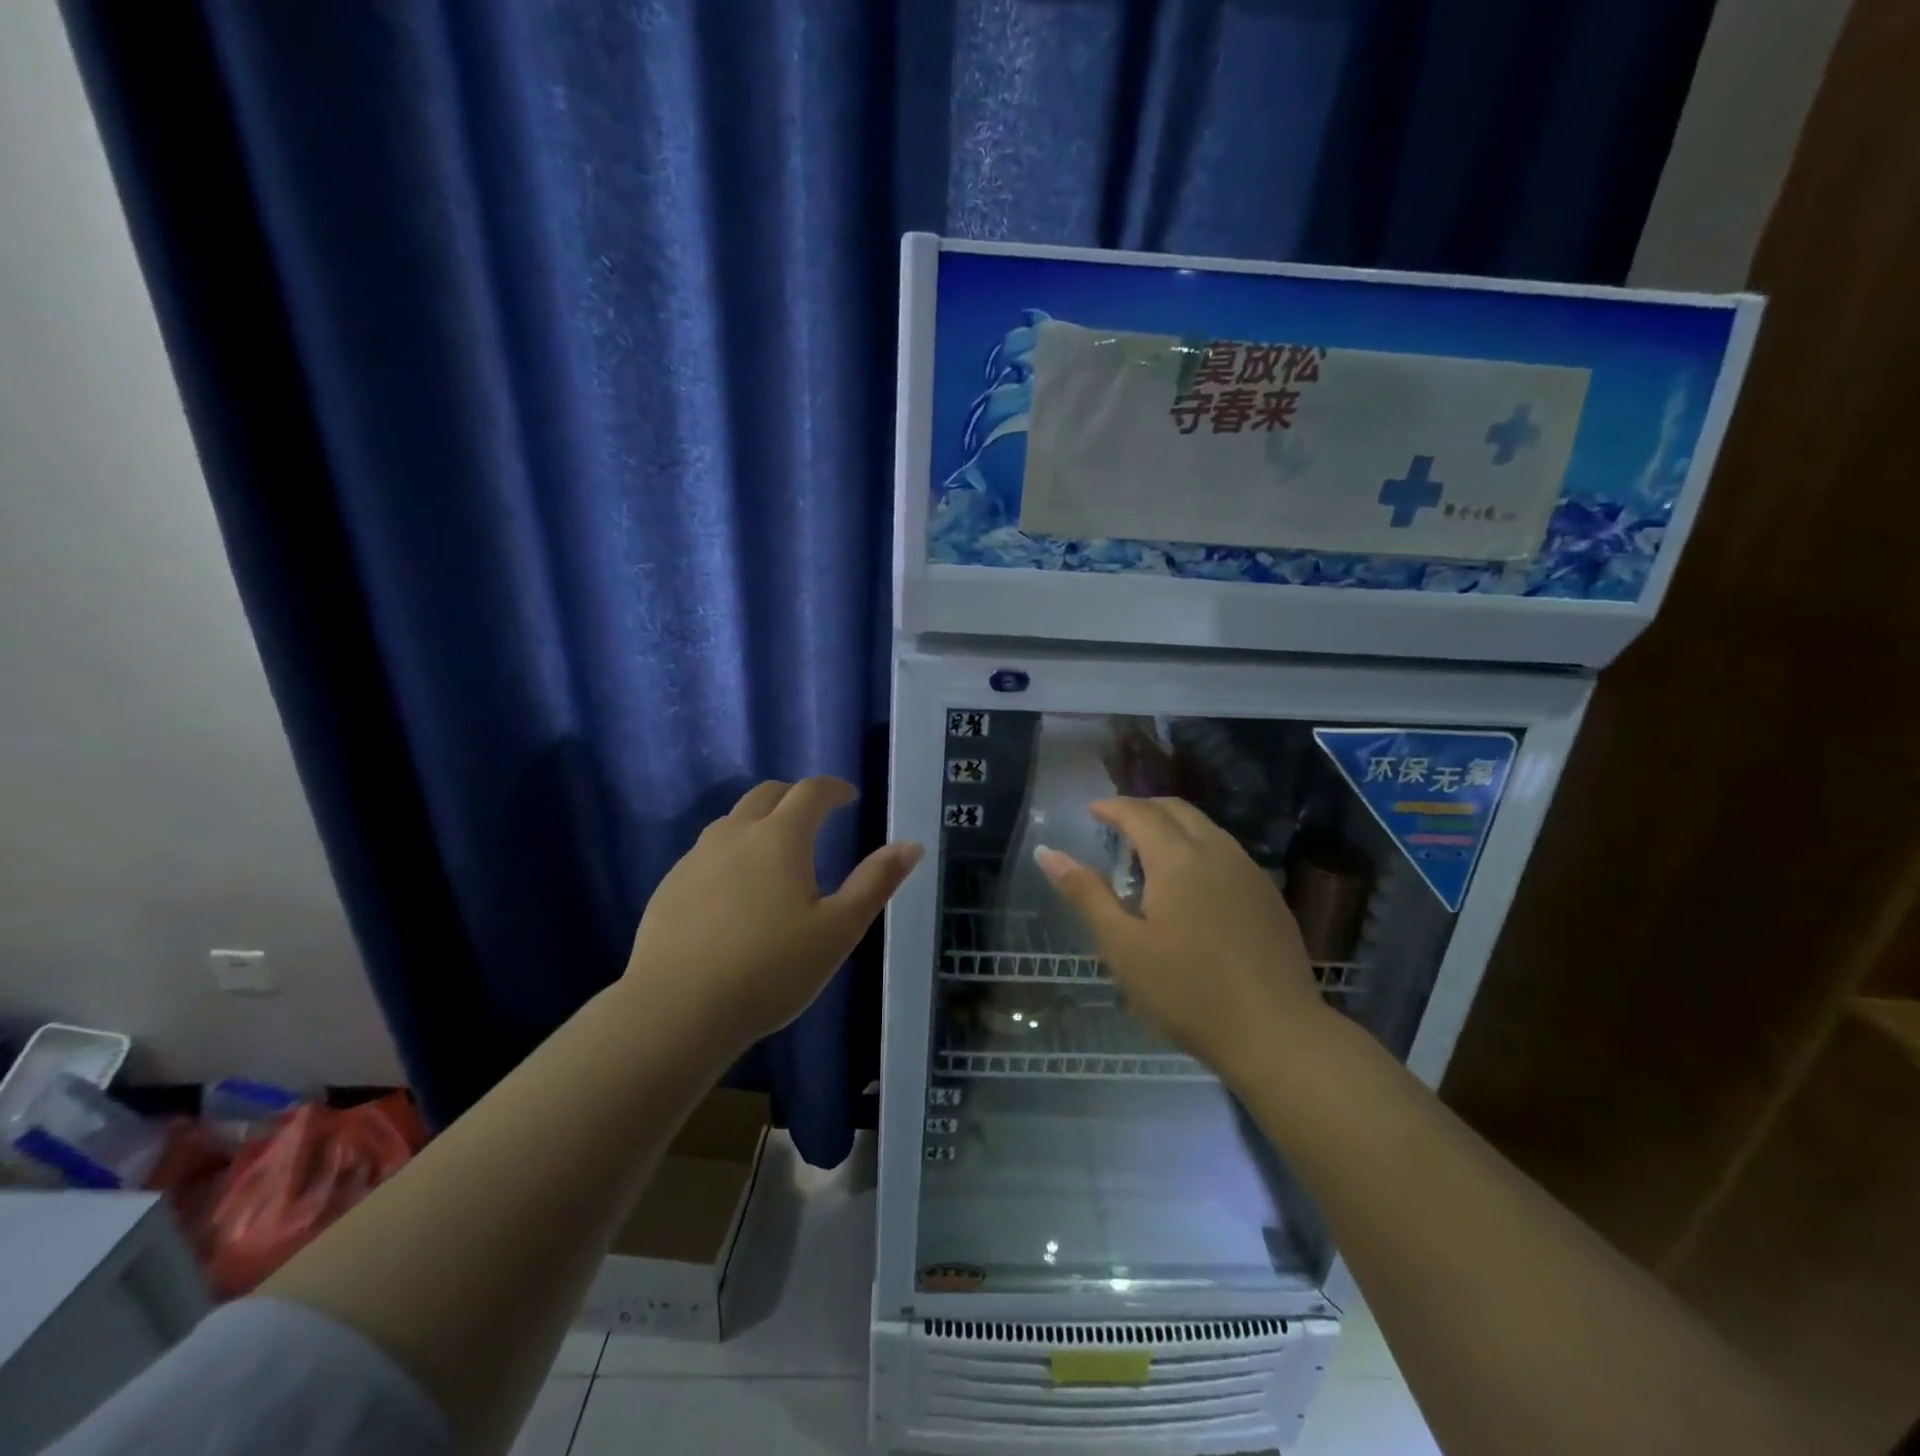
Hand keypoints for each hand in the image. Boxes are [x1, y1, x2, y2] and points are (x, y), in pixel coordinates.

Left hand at [623, 778, 923, 1053]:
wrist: (676, 1011)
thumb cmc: (770, 970)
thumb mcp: (838, 930)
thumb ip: (875, 883)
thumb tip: (912, 845)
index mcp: (780, 838)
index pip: (810, 791)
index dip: (833, 789)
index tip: (848, 797)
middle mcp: (735, 835)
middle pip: (766, 794)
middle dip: (795, 796)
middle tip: (814, 815)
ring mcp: (695, 859)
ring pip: (731, 821)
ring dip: (759, 821)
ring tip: (774, 851)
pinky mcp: (669, 887)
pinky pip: (706, 853)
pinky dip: (730, 853)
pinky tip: (733, 891)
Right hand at [1036, 797, 1328, 1078]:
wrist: (1276, 1033)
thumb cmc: (1187, 991)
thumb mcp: (1123, 946)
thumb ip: (1086, 893)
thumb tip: (1047, 853)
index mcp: (1177, 858)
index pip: (1139, 812)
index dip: (1112, 807)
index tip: (1091, 811)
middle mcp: (1217, 851)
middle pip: (1177, 810)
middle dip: (1143, 807)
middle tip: (1117, 823)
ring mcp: (1249, 872)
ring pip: (1206, 828)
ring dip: (1174, 825)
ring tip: (1150, 849)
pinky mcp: (1269, 896)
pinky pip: (1227, 851)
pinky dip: (1199, 847)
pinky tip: (1192, 881)